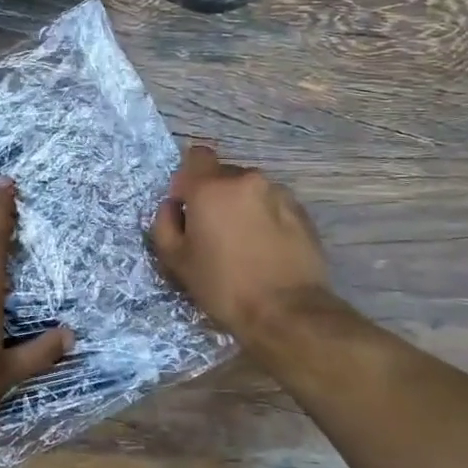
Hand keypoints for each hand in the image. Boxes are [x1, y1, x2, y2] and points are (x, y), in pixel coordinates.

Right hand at [148, 144, 332, 340]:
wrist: (287, 312)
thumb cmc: (223, 285)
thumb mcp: (176, 260)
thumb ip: (165, 223)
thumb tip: (173, 206)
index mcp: (211, 187)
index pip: (196, 156)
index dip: (189, 178)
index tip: (188, 207)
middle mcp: (246, 179)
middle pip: (223, 175)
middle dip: (216, 196)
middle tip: (215, 232)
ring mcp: (278, 193)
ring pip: (250, 191)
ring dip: (243, 207)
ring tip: (245, 243)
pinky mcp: (302, 212)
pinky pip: (273, 205)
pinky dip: (266, 218)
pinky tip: (266, 249)